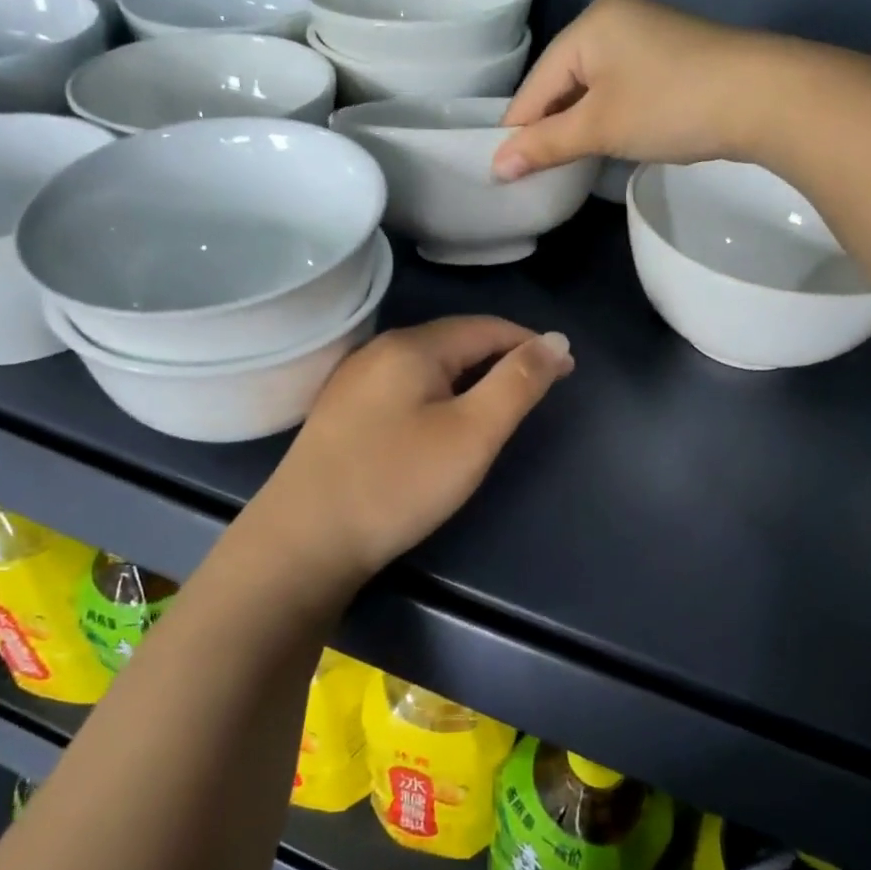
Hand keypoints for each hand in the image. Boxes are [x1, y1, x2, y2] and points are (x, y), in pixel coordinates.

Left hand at [239, 317, 572, 607]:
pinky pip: (405, 387)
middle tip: (538, 390)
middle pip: (455, 342)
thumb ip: (517, 383)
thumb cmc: (398, 483)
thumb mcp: (472, 433)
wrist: (303, 541)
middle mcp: (379, 350)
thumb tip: (556, 340)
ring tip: (499, 404)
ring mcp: (354, 381)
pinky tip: (442, 421)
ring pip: (428, 366)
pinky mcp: (342, 412)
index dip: (531, 344)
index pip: (487, 328)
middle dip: (502, 358)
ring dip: (470, 376)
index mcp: (412, 346)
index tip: (566, 370)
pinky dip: (439, 394)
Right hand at [492, 0, 792, 179]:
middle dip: (549, 128)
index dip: (518, 130)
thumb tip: (496, 167)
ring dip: (578, 125)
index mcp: (590, 25)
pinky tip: (606, 142)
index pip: (535, 84)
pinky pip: (621, 89)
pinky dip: (608, 117)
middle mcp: (615, 20)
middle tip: (534, 173)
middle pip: (562, 82)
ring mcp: (647, 37)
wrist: (764, 98)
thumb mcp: (599, 128)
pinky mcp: (672, 58)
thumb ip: (545, 145)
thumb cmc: (669, 106)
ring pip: (592, 88)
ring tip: (566, 164)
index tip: (503, 172)